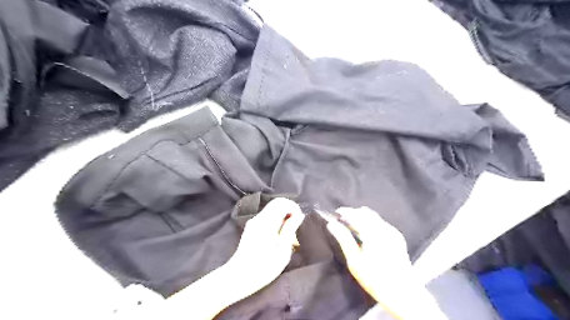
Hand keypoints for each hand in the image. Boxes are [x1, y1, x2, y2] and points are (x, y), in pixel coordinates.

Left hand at [222, 197, 304, 299]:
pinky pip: (267, 215)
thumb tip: (298, 215)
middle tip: (295, 226)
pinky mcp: (251, 226)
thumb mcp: (282, 252)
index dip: (294, 208)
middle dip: (289, 210)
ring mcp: (254, 221)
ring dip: (283, 215)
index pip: (282, 203)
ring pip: (272, 208)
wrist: (239, 277)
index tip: (299, 220)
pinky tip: (278, 235)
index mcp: (267, 223)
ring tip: (288, 233)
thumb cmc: (263, 268)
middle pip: (276, 203)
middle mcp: (259, 218)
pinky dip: (276, 219)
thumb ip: (290, 230)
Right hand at [322, 206, 412, 302]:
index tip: (335, 213)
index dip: (344, 211)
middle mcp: (383, 227)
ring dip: (362, 217)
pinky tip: (366, 232)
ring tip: (352, 225)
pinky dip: (371, 222)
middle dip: (353, 213)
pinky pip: (381, 223)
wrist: (402, 292)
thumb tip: (331, 224)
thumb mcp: (354, 260)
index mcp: (372, 232)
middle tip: (342, 220)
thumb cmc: (374, 278)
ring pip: (374, 216)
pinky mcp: (397, 237)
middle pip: (365, 213)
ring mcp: (392, 231)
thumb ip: (343, 239)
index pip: (356, 214)